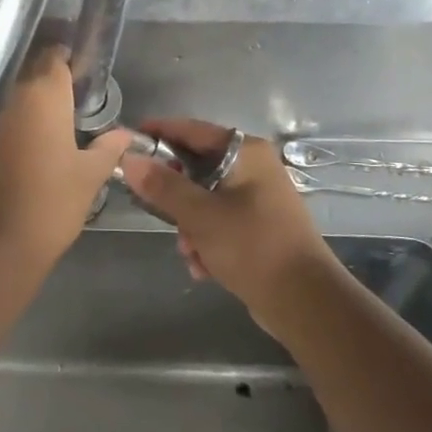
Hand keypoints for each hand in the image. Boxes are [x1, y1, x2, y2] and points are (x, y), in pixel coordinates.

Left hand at [0, 47, 133, 277]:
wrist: (2, 243)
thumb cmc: (54, 202)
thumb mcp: (91, 174)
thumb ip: (109, 147)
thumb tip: (125, 134)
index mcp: (45, 97)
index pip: (54, 58)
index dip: (68, 59)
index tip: (83, 70)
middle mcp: (16, 99)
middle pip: (33, 72)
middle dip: (52, 77)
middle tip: (77, 93)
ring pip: (17, 94)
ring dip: (35, 98)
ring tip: (60, 115)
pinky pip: (6, 116)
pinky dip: (21, 119)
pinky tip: (38, 136)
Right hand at [117, 118, 339, 320]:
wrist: (304, 302)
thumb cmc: (252, 246)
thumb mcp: (200, 215)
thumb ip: (162, 185)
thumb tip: (129, 159)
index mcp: (246, 153)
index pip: (192, 130)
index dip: (158, 132)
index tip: (127, 140)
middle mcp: (254, 169)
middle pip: (196, 168)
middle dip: (174, 196)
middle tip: (154, 210)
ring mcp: (259, 199)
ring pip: (204, 200)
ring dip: (190, 226)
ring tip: (190, 251)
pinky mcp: (259, 228)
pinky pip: (219, 223)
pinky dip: (207, 241)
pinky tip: (204, 267)